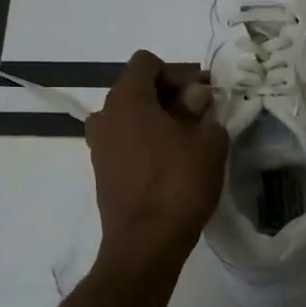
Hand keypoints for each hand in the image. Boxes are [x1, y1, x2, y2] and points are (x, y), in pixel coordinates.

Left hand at [85, 50, 227, 264]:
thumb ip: (202, 110)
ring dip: (159, 118)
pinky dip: (147, 140)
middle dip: (171, 94)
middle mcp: (105, 115)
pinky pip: (126, 140)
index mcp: (127, 98)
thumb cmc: (179, 184)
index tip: (203, 94)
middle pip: (138, 88)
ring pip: (132, 116)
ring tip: (189, 138)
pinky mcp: (102, 170)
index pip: (147, 63)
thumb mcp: (207, 141)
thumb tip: (195, 97)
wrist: (146, 243)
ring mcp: (99, 144)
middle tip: (203, 113)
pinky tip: (172, 160)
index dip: (178, 72)